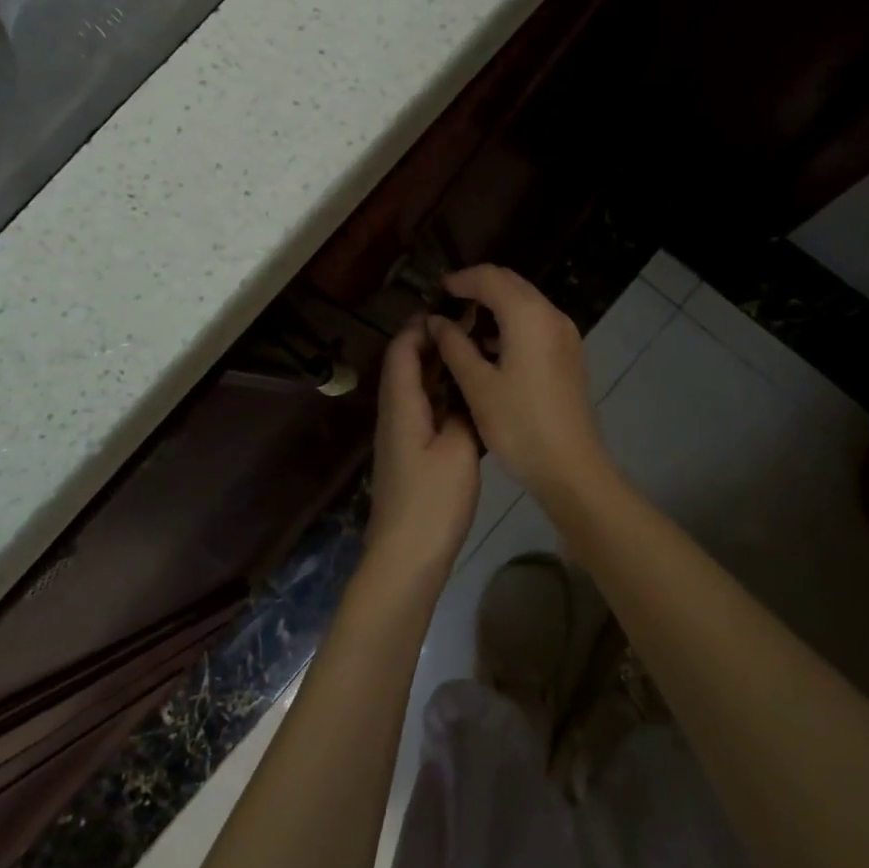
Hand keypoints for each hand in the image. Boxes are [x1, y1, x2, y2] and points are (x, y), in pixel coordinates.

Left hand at [367, 318, 479, 582]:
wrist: (405, 558)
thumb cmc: (432, 502)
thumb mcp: (459, 451)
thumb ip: (464, 413)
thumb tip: (468, 391)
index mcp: (402, 405)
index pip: (402, 350)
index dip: (421, 326)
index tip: (452, 310)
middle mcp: (394, 413)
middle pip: (405, 366)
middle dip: (431, 343)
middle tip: (470, 328)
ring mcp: (400, 435)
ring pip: (414, 388)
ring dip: (437, 369)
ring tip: (473, 355)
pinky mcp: (409, 454)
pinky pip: (422, 409)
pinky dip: (440, 395)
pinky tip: (468, 399)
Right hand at [428, 265, 615, 505]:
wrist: (571, 467)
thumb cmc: (520, 425)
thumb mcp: (478, 386)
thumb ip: (454, 346)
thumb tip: (436, 321)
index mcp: (528, 316)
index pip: (490, 278)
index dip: (460, 280)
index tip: (435, 291)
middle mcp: (551, 315)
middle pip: (510, 284)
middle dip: (478, 287)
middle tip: (446, 304)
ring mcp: (565, 334)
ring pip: (525, 302)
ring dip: (494, 305)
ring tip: (462, 326)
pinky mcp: (568, 353)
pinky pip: (535, 322)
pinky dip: (510, 323)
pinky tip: (489, 348)